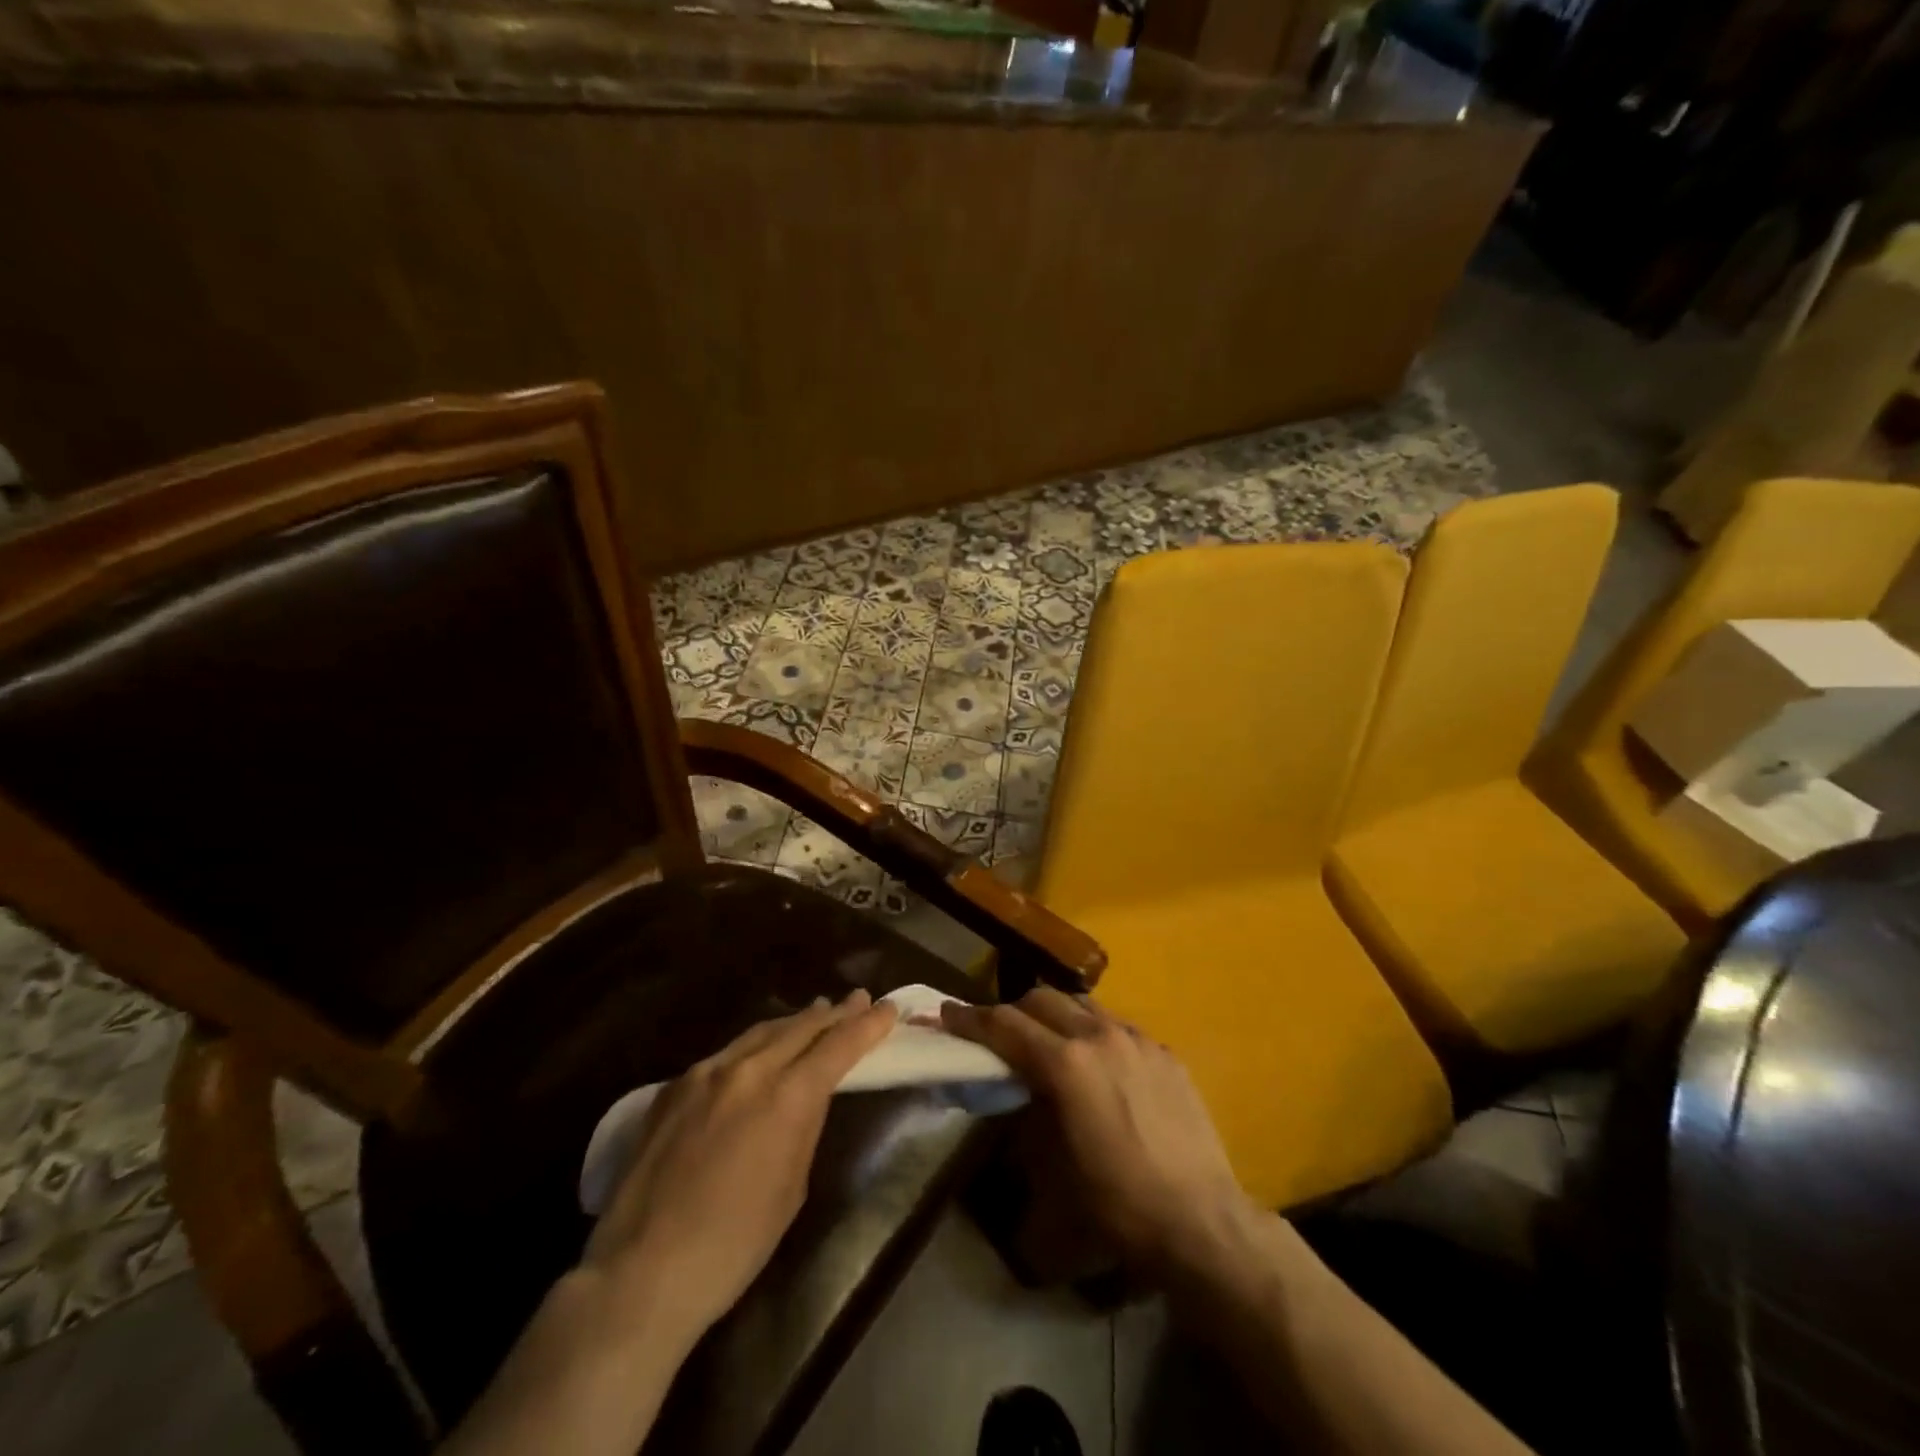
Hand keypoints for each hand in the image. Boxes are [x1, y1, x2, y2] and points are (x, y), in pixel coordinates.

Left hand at [581, 990, 897, 1343]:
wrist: (642, 1271)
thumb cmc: (734, 1244)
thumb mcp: (792, 1187)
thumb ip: (803, 1127)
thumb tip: (807, 1097)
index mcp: (787, 1096)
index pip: (839, 1046)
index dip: (867, 1025)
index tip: (888, 1008)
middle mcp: (749, 1069)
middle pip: (801, 1027)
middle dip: (834, 1013)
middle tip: (857, 999)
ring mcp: (706, 1073)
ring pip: (761, 1031)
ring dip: (794, 1022)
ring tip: (816, 1013)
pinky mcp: (674, 1087)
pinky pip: (726, 1053)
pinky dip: (754, 1045)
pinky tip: (757, 1053)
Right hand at [940, 988, 1257, 1279]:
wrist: (1201, 1221)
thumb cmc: (1118, 1203)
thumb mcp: (1055, 1166)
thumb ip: (1029, 1112)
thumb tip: (1018, 1088)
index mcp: (1067, 1063)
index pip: (1006, 1025)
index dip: (971, 1018)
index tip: (947, 1013)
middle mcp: (1100, 1036)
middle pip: (1042, 1000)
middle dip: (1012, 1011)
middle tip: (998, 1033)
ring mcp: (1138, 1039)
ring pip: (1082, 1005)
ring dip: (1056, 1016)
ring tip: (1049, 1043)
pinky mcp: (1165, 1052)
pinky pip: (1118, 1026)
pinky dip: (1094, 1033)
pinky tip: (1100, 1065)